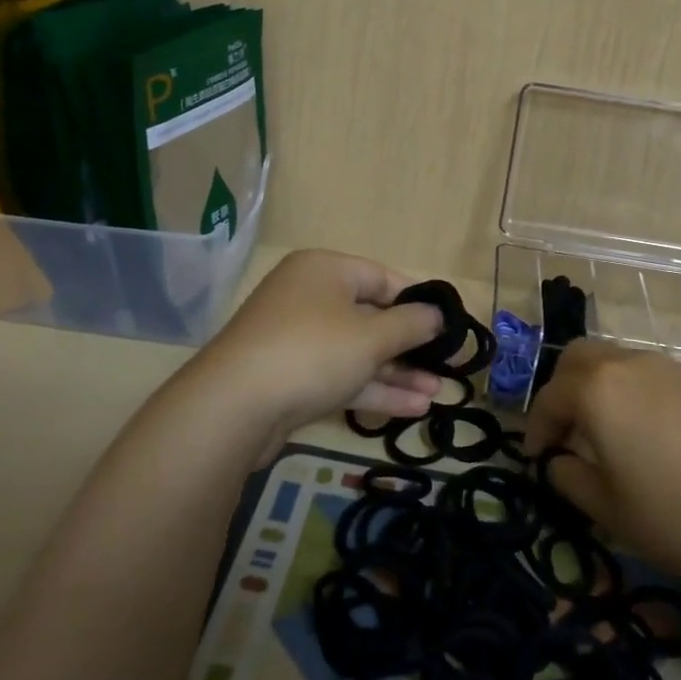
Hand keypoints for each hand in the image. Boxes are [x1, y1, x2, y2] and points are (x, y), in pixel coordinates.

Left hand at [191, 249, 445, 447]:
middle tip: (444, 367)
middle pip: (370, 316)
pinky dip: (372, 388)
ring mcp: (296, 339)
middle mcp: (309, 297)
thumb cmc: (312, 352)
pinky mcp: (290, 377)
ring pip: (357, 351)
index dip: (417, 302)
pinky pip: (339, 375)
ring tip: (436, 394)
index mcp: (325, 270)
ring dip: (396, 372)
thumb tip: (437, 315)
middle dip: (409, 346)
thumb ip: (410, 325)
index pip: (382, 278)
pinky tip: (412, 409)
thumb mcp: (371, 336)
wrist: (234, 407)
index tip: (446, 326)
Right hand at [524, 341, 680, 595]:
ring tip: (608, 436)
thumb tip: (560, 463)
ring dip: (598, 389)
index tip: (536, 460)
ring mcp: (670, 369)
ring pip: (616, 362)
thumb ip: (573, 482)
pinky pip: (650, 376)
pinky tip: (652, 437)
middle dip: (562, 390)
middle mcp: (629, 366)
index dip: (536, 429)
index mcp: (598, 391)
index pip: (550, 398)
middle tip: (566, 431)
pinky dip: (632, 394)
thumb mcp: (613, 513)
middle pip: (578, 359)